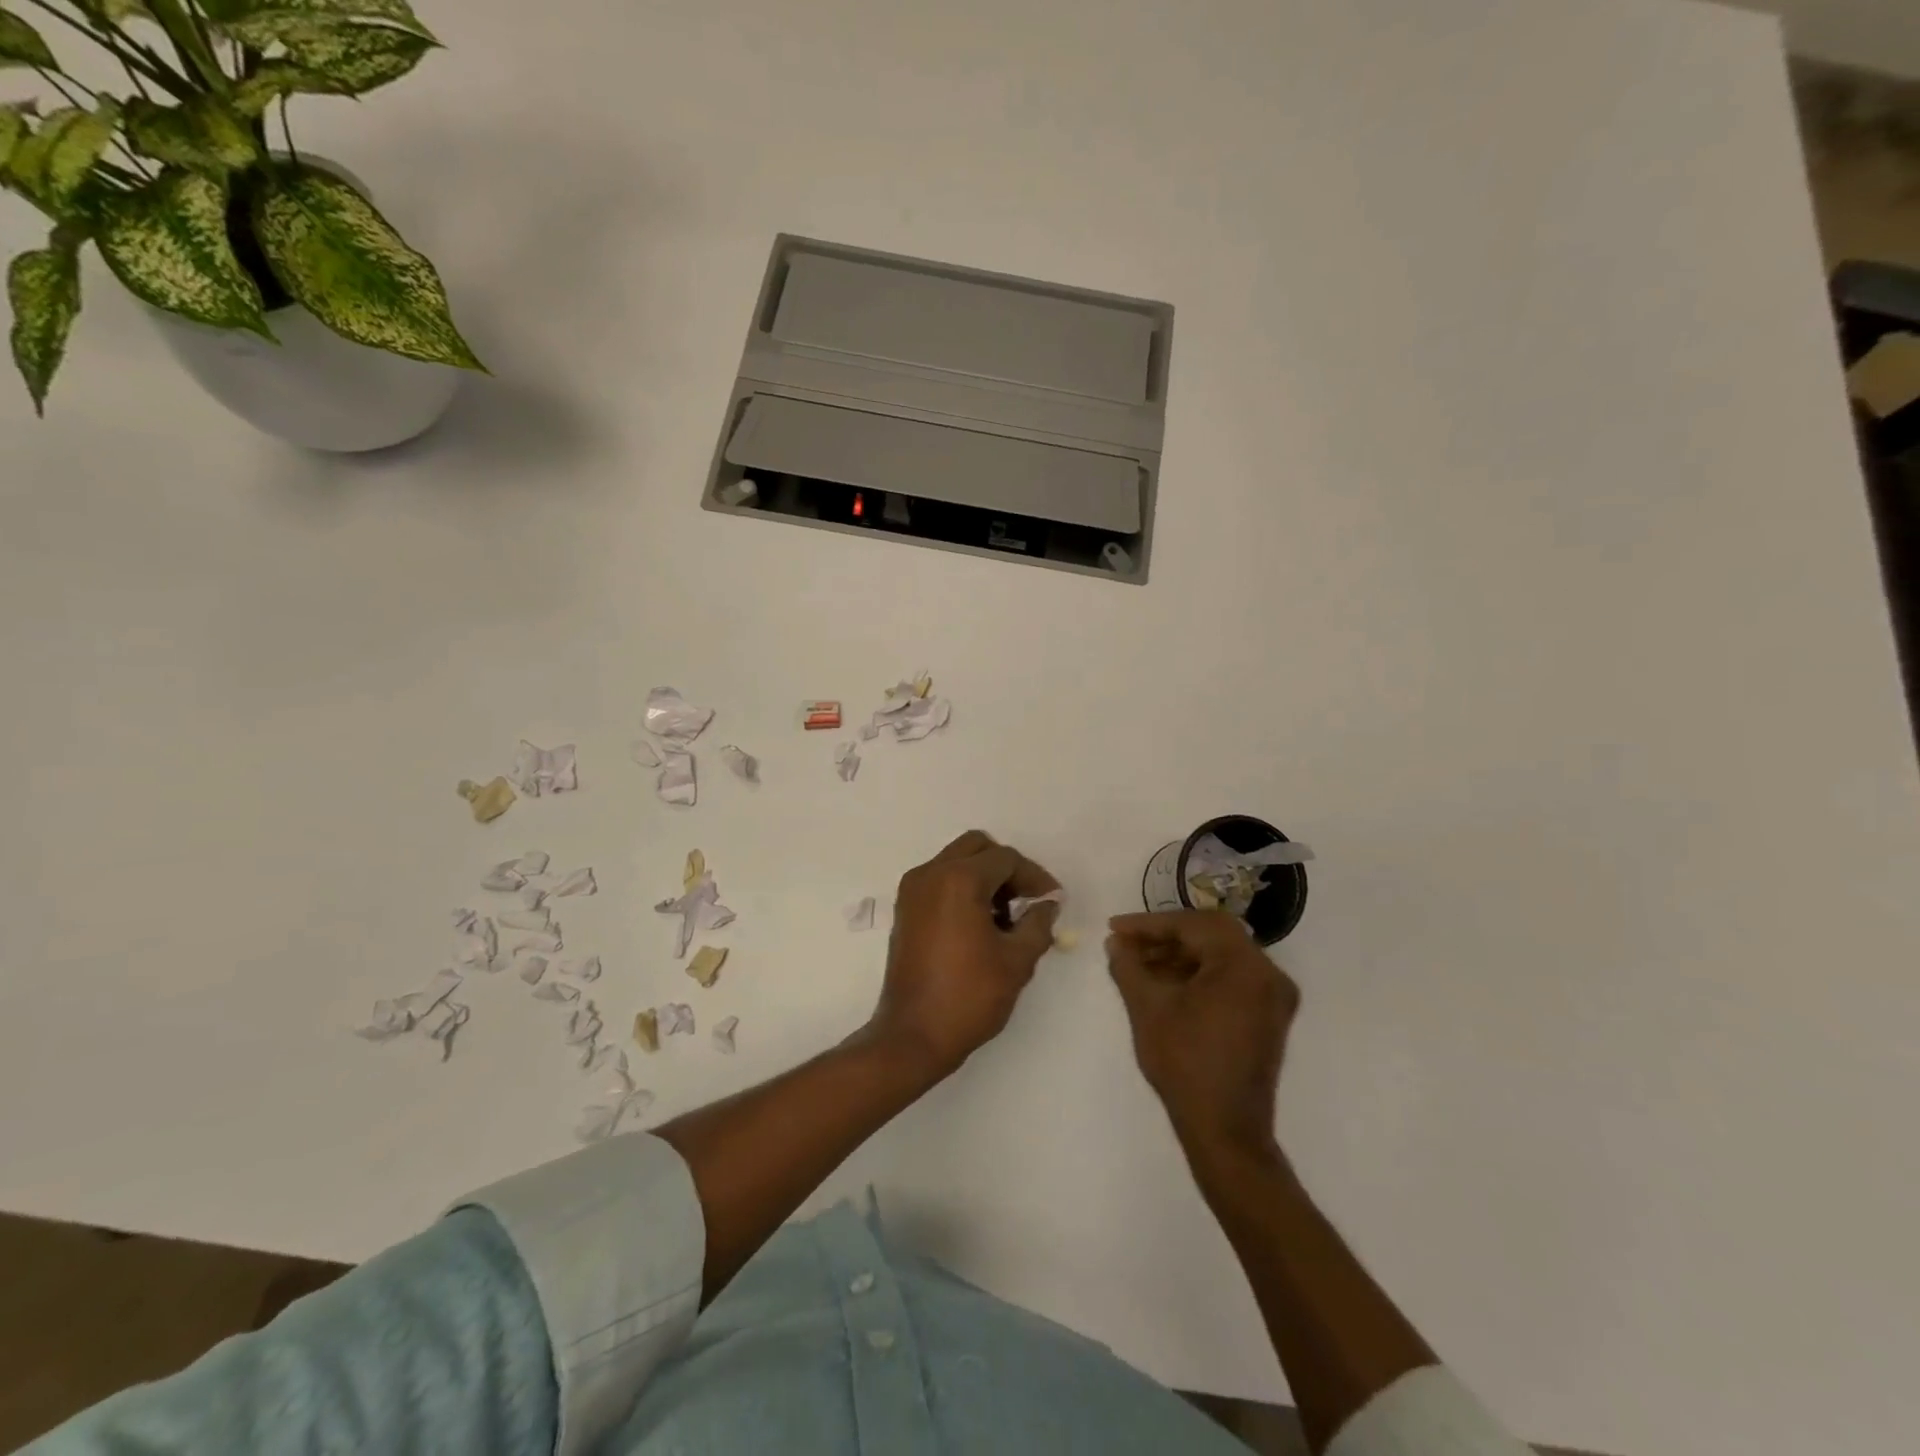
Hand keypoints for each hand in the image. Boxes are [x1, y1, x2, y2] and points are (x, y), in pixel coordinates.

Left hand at [867, 830, 1061, 1079]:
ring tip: (1006, 918)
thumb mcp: (1017, 961)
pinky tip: (980, 924)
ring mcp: (913, 890)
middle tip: (1027, 900)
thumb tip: (1046, 904)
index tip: (1052, 901)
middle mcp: (931, 873)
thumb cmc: (969, 996)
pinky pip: (939, 880)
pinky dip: (962, 888)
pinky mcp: (905, 909)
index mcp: (958, 879)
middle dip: (1007, 868)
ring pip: (956, 861)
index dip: (1035, 877)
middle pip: (977, 847)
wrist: (913, 1035)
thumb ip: (1038, 924)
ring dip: (984, 877)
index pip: (1006, 859)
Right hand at [1106, 911, 1299, 1162]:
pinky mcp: (1269, 1017)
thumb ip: (1128, 966)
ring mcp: (1273, 997)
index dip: (1149, 924)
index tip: (1115, 929)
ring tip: (1140, 965)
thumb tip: (1115, 943)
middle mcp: (1268, 973)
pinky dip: (1199, 975)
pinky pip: (1231, 978)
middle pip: (1211, 936)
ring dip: (1180, 956)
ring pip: (1221, 956)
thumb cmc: (1185, 1063)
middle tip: (1127, 944)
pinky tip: (1166, 985)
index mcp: (1244, 965)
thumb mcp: (1147, 1008)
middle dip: (1165, 937)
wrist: (1225, 1131)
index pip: (1193, 925)